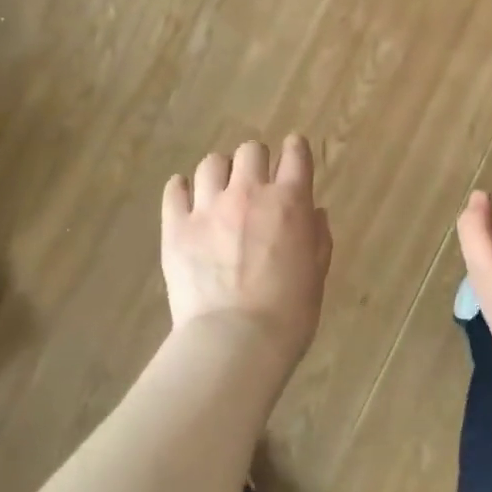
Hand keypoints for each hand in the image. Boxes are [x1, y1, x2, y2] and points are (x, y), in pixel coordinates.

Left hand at [162, 136, 331, 372]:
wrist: (235, 341)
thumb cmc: (289, 313)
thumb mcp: (316, 274)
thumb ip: (317, 238)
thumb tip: (315, 213)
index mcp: (289, 202)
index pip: (295, 153)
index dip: (295, 150)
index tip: (293, 155)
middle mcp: (248, 193)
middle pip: (251, 150)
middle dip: (256, 161)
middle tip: (255, 184)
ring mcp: (208, 207)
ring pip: (211, 163)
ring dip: (220, 173)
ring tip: (219, 193)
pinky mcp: (176, 226)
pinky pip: (174, 189)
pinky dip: (181, 190)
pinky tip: (186, 201)